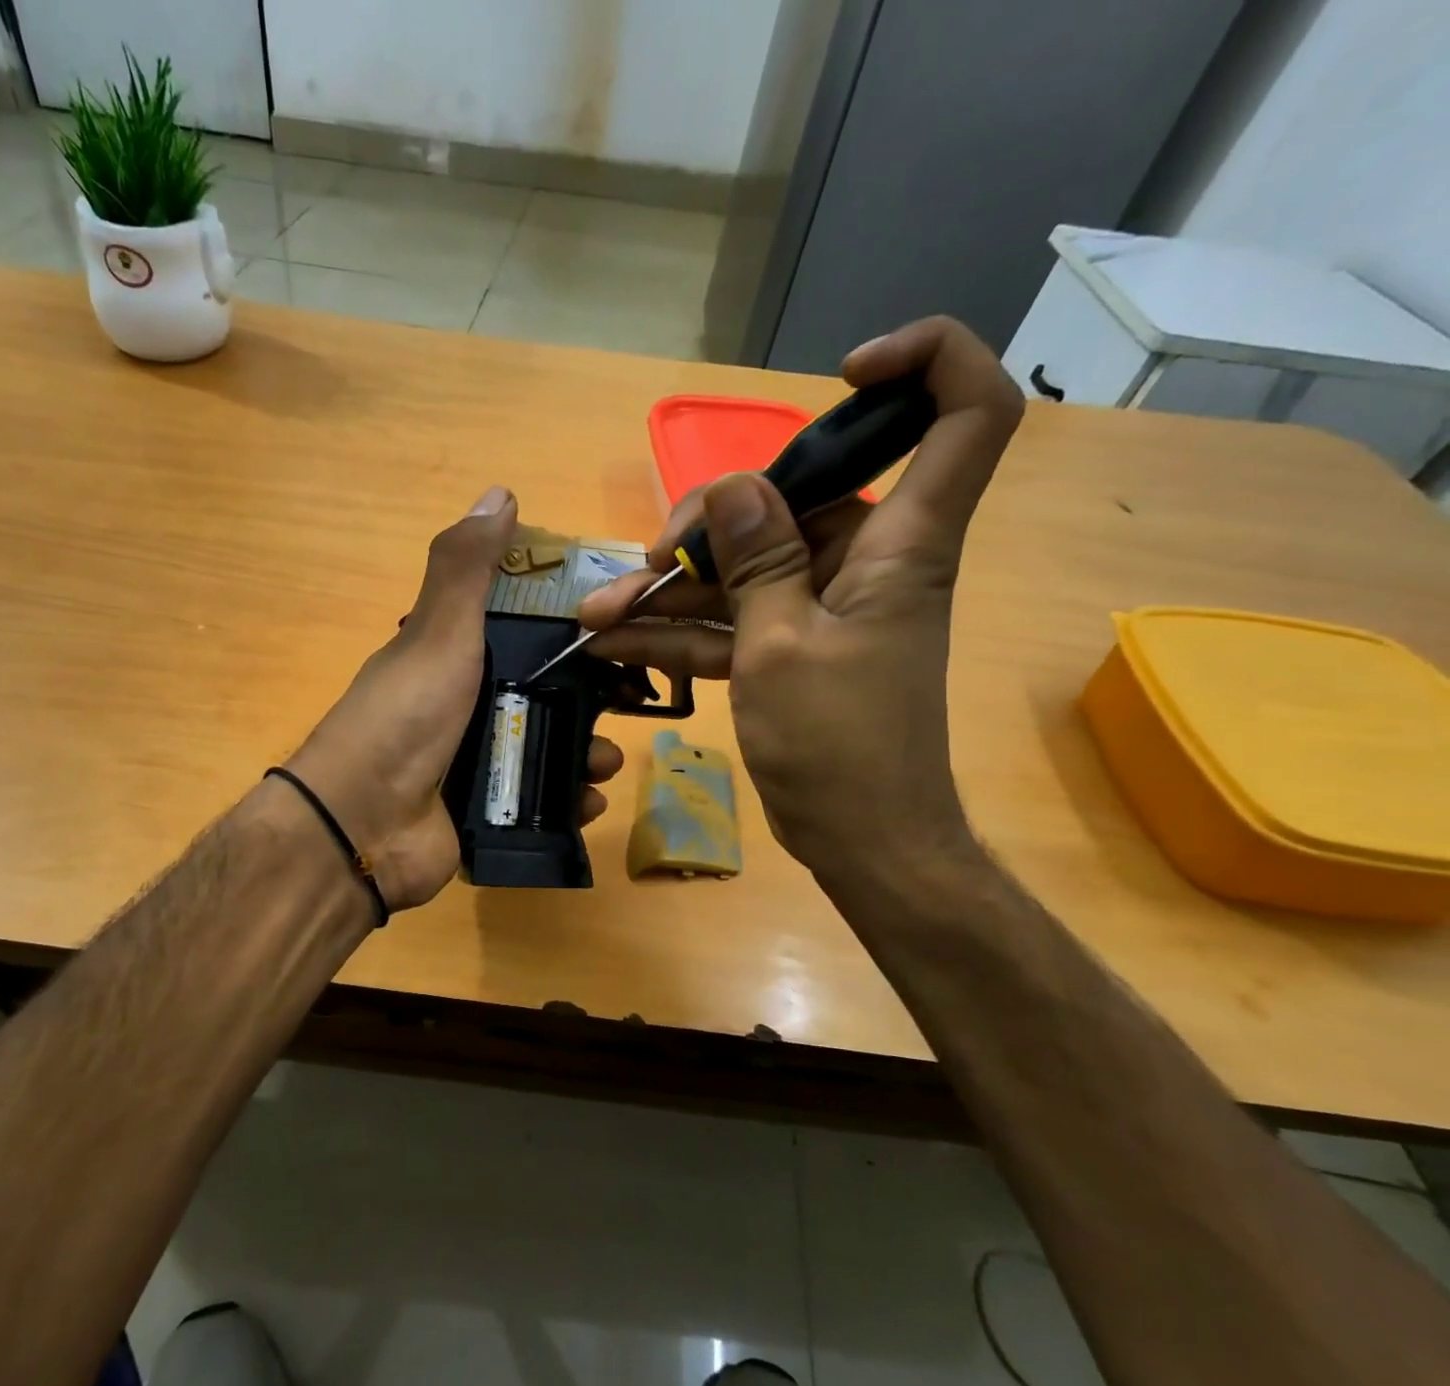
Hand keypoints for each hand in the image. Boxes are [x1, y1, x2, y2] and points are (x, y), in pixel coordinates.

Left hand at [290, 487, 623, 910]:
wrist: (362, 824)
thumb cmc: (405, 716)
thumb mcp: (437, 632)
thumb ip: (466, 567)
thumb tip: (500, 493)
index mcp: (454, 659)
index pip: (523, 634)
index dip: (568, 631)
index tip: (615, 632)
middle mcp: (466, 709)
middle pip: (545, 697)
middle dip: (589, 703)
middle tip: (623, 708)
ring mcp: (475, 766)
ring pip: (548, 753)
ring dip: (586, 756)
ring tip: (603, 766)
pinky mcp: (485, 815)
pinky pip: (540, 806)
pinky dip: (568, 804)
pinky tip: (586, 804)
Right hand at [578, 317, 1022, 879]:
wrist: (860, 840)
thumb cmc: (838, 746)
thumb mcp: (782, 647)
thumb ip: (759, 563)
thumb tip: (737, 488)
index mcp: (901, 544)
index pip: (964, 416)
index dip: (926, 365)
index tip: (847, 373)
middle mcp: (869, 560)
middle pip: (797, 500)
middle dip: (711, 526)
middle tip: (649, 563)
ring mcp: (825, 604)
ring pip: (746, 568)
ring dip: (673, 590)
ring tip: (600, 614)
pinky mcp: (792, 644)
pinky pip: (734, 619)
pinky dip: (682, 630)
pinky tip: (615, 641)